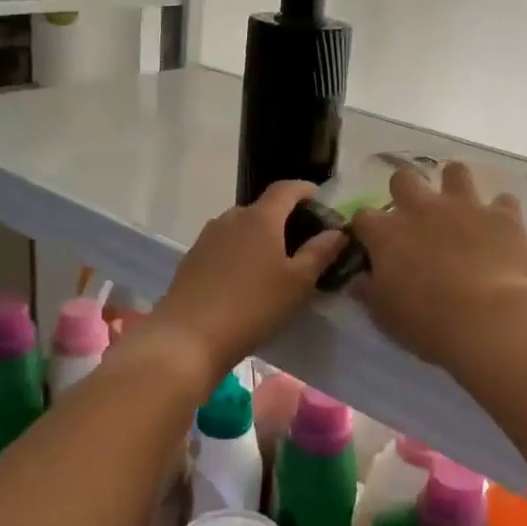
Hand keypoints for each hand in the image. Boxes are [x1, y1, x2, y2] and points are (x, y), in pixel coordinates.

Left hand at [144, 181, 346, 383]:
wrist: (188, 336)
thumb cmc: (253, 306)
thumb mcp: (298, 283)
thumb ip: (320, 253)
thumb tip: (337, 232)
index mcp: (261, 218)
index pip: (286, 189)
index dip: (305, 190)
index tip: (320, 199)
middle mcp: (232, 218)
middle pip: (263, 208)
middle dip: (284, 218)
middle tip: (302, 242)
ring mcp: (208, 237)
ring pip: (241, 227)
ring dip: (259, 237)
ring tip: (274, 263)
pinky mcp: (192, 258)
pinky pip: (224, 245)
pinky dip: (240, 252)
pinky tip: (245, 279)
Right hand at [350, 161, 526, 372]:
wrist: (488, 320)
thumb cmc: (428, 324)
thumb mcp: (386, 316)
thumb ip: (369, 292)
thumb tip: (359, 281)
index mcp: (387, 233)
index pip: (363, 216)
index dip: (368, 229)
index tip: (374, 245)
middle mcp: (422, 209)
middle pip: (404, 178)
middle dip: (406, 192)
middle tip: (416, 219)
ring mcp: (464, 206)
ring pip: (455, 172)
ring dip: (454, 186)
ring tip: (460, 208)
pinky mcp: (502, 215)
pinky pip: (503, 201)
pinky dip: (500, 213)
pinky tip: (500, 229)